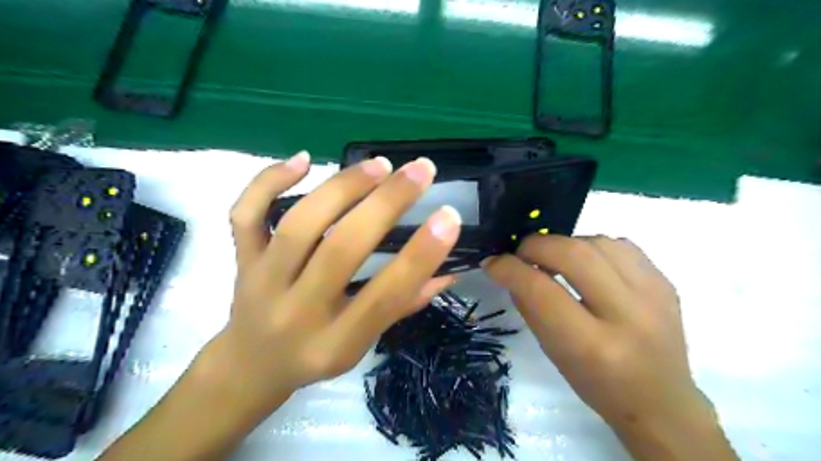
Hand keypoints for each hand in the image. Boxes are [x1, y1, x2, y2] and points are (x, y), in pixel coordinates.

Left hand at [201, 152, 460, 416]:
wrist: (249, 366)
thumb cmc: (315, 356)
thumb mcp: (362, 346)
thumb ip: (403, 305)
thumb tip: (449, 271)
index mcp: (335, 342)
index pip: (384, 296)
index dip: (420, 255)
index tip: (448, 217)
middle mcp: (296, 311)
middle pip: (341, 249)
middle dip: (386, 204)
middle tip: (420, 170)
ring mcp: (262, 282)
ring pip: (299, 225)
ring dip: (343, 188)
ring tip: (379, 165)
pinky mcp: (242, 260)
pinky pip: (246, 215)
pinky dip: (269, 180)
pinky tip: (304, 159)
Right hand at [482, 236, 737, 458]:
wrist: (661, 400)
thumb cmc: (597, 384)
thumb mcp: (553, 352)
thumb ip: (529, 306)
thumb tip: (510, 269)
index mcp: (593, 346)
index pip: (541, 290)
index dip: (509, 269)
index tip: (493, 262)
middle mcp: (628, 316)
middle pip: (574, 254)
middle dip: (536, 246)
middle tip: (522, 254)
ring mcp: (654, 295)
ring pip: (598, 242)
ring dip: (565, 244)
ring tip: (555, 259)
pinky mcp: (666, 282)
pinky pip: (620, 245)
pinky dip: (593, 246)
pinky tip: (587, 263)